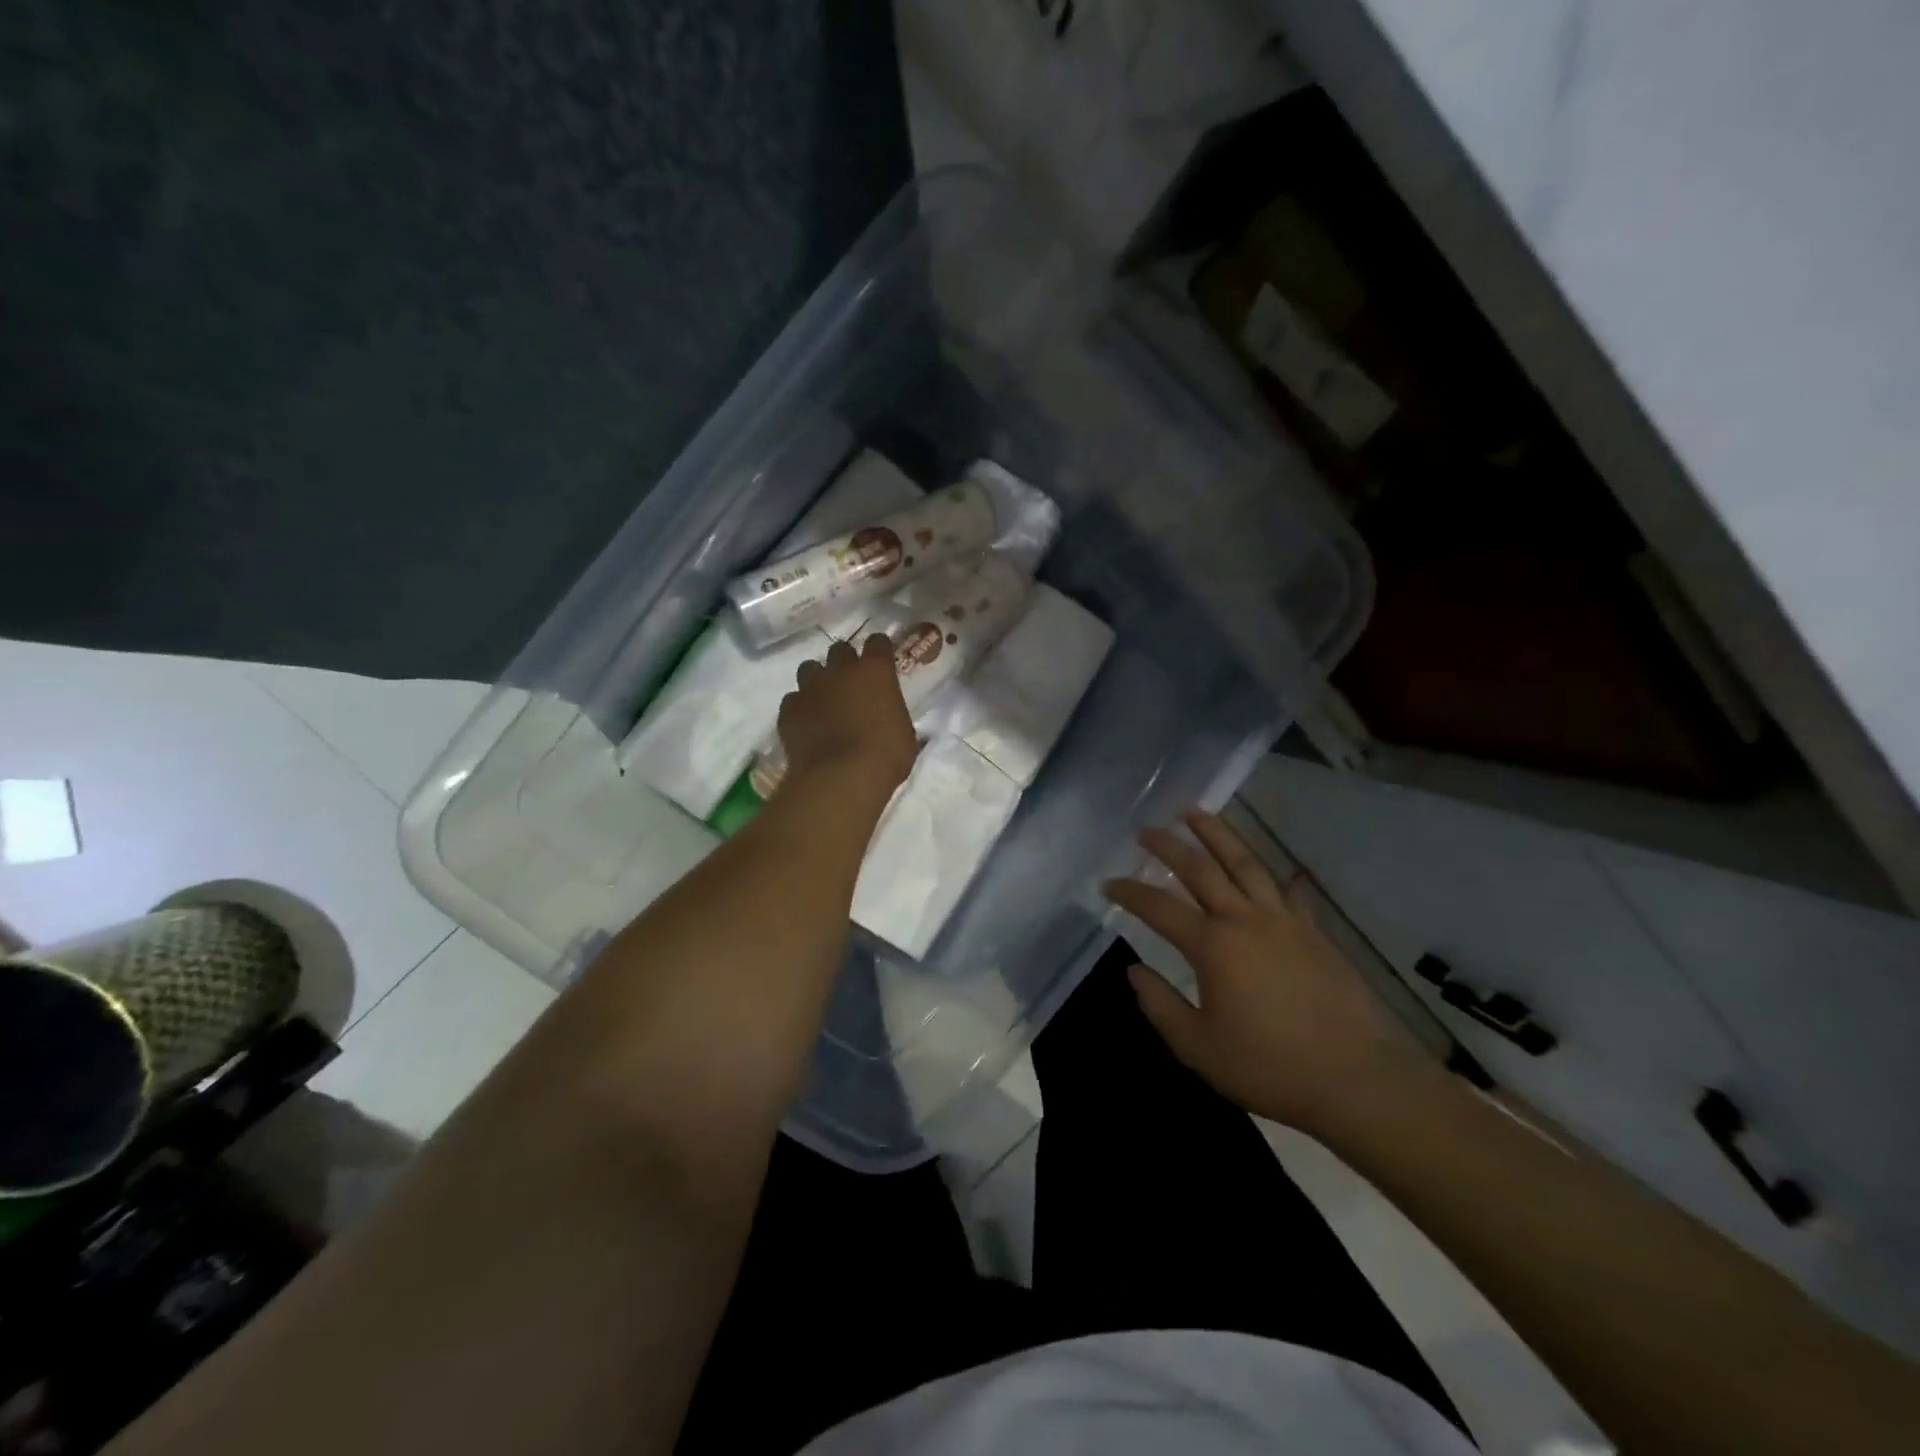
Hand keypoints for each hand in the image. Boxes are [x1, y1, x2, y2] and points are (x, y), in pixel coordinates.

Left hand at [776, 635, 916, 796]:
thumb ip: (891, 713)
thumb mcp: (903, 733)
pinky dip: (799, 708)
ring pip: (809, 669)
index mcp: (875, 671)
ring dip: (818, 680)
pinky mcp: (788, 710)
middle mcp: (840, 670)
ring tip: (824, 700)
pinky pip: (792, 700)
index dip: (880, 651)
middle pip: (840, 650)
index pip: (878, 642)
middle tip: (851, 684)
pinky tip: (806, 724)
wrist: (840, 778)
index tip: (882, 661)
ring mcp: (810, 688)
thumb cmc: (885, 756)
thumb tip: (886, 715)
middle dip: (845, 663)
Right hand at [1103, 809, 1435, 1134]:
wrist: (1358, 1079)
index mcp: (1213, 946)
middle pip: (1201, 869)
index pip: (1159, 907)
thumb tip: (1136, 971)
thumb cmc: (1270, 1067)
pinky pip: (1291, 892)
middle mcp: (1245, 920)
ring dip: (1217, 834)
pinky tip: (1281, 868)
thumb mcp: (1199, 1048)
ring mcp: (1285, 921)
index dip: (1130, 892)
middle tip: (1146, 830)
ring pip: (1245, 863)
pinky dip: (1280, 876)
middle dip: (1169, 846)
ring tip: (1196, 813)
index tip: (1108, 884)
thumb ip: (1161, 1006)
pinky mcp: (1315, 932)